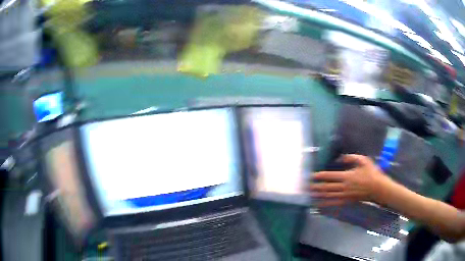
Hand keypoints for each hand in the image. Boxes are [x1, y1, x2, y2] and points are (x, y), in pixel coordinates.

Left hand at [309, 154, 391, 205]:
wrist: (378, 188)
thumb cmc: (371, 173)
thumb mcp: (363, 160)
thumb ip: (351, 157)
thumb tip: (339, 158)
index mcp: (347, 176)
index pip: (329, 176)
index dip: (319, 176)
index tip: (310, 176)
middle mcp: (343, 187)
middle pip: (326, 187)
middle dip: (315, 187)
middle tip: (305, 186)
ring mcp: (345, 195)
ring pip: (328, 196)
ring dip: (318, 195)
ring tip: (309, 194)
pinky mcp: (347, 201)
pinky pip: (334, 203)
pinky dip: (325, 204)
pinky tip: (318, 204)